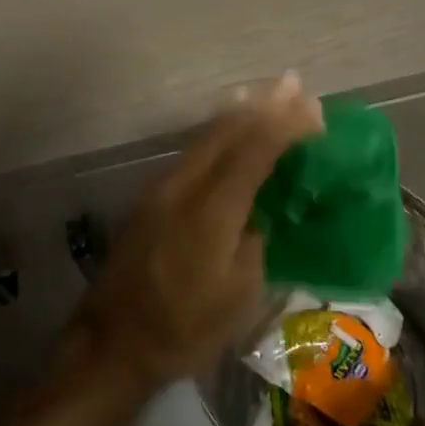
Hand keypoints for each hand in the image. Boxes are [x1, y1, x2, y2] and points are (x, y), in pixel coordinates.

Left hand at [60, 74, 322, 402]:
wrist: (112, 342)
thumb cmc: (184, 329)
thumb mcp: (238, 295)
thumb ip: (255, 242)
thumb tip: (260, 213)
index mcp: (212, 210)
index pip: (254, 152)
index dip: (285, 126)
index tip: (312, 108)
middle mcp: (185, 185)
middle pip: (227, 131)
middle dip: (264, 105)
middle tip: (294, 83)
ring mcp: (162, 186)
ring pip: (206, 135)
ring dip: (239, 113)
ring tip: (266, 93)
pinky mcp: (151, 195)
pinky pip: (193, 150)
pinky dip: (218, 132)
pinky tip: (229, 125)